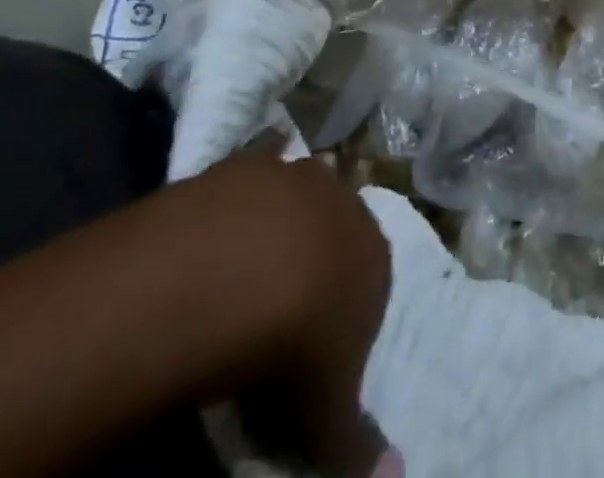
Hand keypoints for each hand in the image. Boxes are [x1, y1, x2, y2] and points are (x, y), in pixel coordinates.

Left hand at [163, 150, 394, 476]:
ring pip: (299, 198)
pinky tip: (228, 211)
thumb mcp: (324, 410)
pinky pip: (259, 166)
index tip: (306, 361)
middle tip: (272, 316)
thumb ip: (356, 441)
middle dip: (314, 267)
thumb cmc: (295, 345)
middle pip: (334, 237)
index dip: (338, 324)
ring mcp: (300, 176)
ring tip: (242, 273)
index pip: (366, 288)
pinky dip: (250, 182)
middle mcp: (347, 206)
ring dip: (283, 223)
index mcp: (375, 258)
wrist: (239, 271)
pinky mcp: (253, 162)